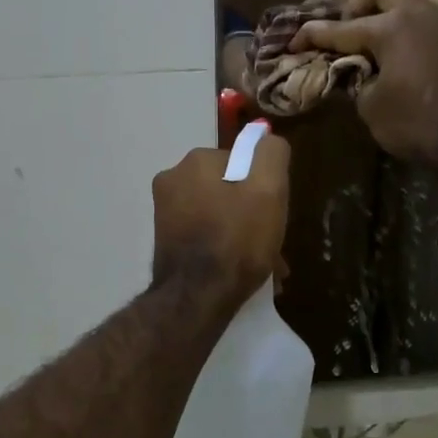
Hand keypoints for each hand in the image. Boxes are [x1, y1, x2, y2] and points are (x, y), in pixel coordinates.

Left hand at [151, 132, 290, 314]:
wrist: (197, 299)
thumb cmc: (236, 240)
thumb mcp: (269, 190)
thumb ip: (271, 154)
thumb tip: (266, 138)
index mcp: (195, 161)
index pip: (242, 162)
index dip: (263, 187)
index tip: (273, 212)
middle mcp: (171, 180)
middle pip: (228, 189)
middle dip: (251, 213)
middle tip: (270, 243)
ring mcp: (164, 212)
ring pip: (217, 214)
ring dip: (240, 233)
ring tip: (262, 264)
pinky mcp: (164, 240)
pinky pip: (203, 234)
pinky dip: (223, 246)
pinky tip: (239, 271)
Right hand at [293, 0, 437, 170]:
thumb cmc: (418, 127)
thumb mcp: (372, 109)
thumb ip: (360, 83)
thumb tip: (360, 74)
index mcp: (392, 29)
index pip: (343, 28)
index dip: (315, 34)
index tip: (296, 40)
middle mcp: (426, 14)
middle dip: (361, 3)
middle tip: (351, 22)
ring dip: (404, 5)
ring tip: (396, 27)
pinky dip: (434, 31)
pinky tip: (431, 53)